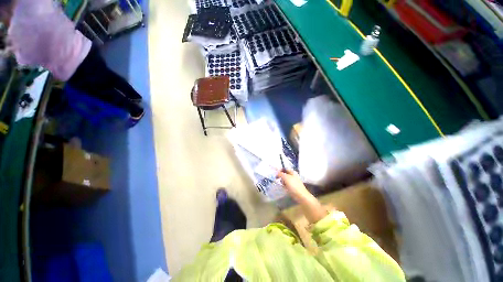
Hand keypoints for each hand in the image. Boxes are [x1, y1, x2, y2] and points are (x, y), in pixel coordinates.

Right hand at [278, 169, 327, 223]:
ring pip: (285, 179)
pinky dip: (284, 185)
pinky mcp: (293, 187)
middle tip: (278, 179)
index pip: (285, 168)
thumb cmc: (293, 185)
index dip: (280, 170)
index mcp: (292, 172)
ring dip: (282, 181)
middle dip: (281, 176)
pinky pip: (287, 184)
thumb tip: (277, 173)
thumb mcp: (286, 177)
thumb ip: (281, 174)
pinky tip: (284, 188)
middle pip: (285, 174)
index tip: (276, 174)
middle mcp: (293, 176)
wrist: (301, 196)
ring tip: (281, 184)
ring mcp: (293, 182)